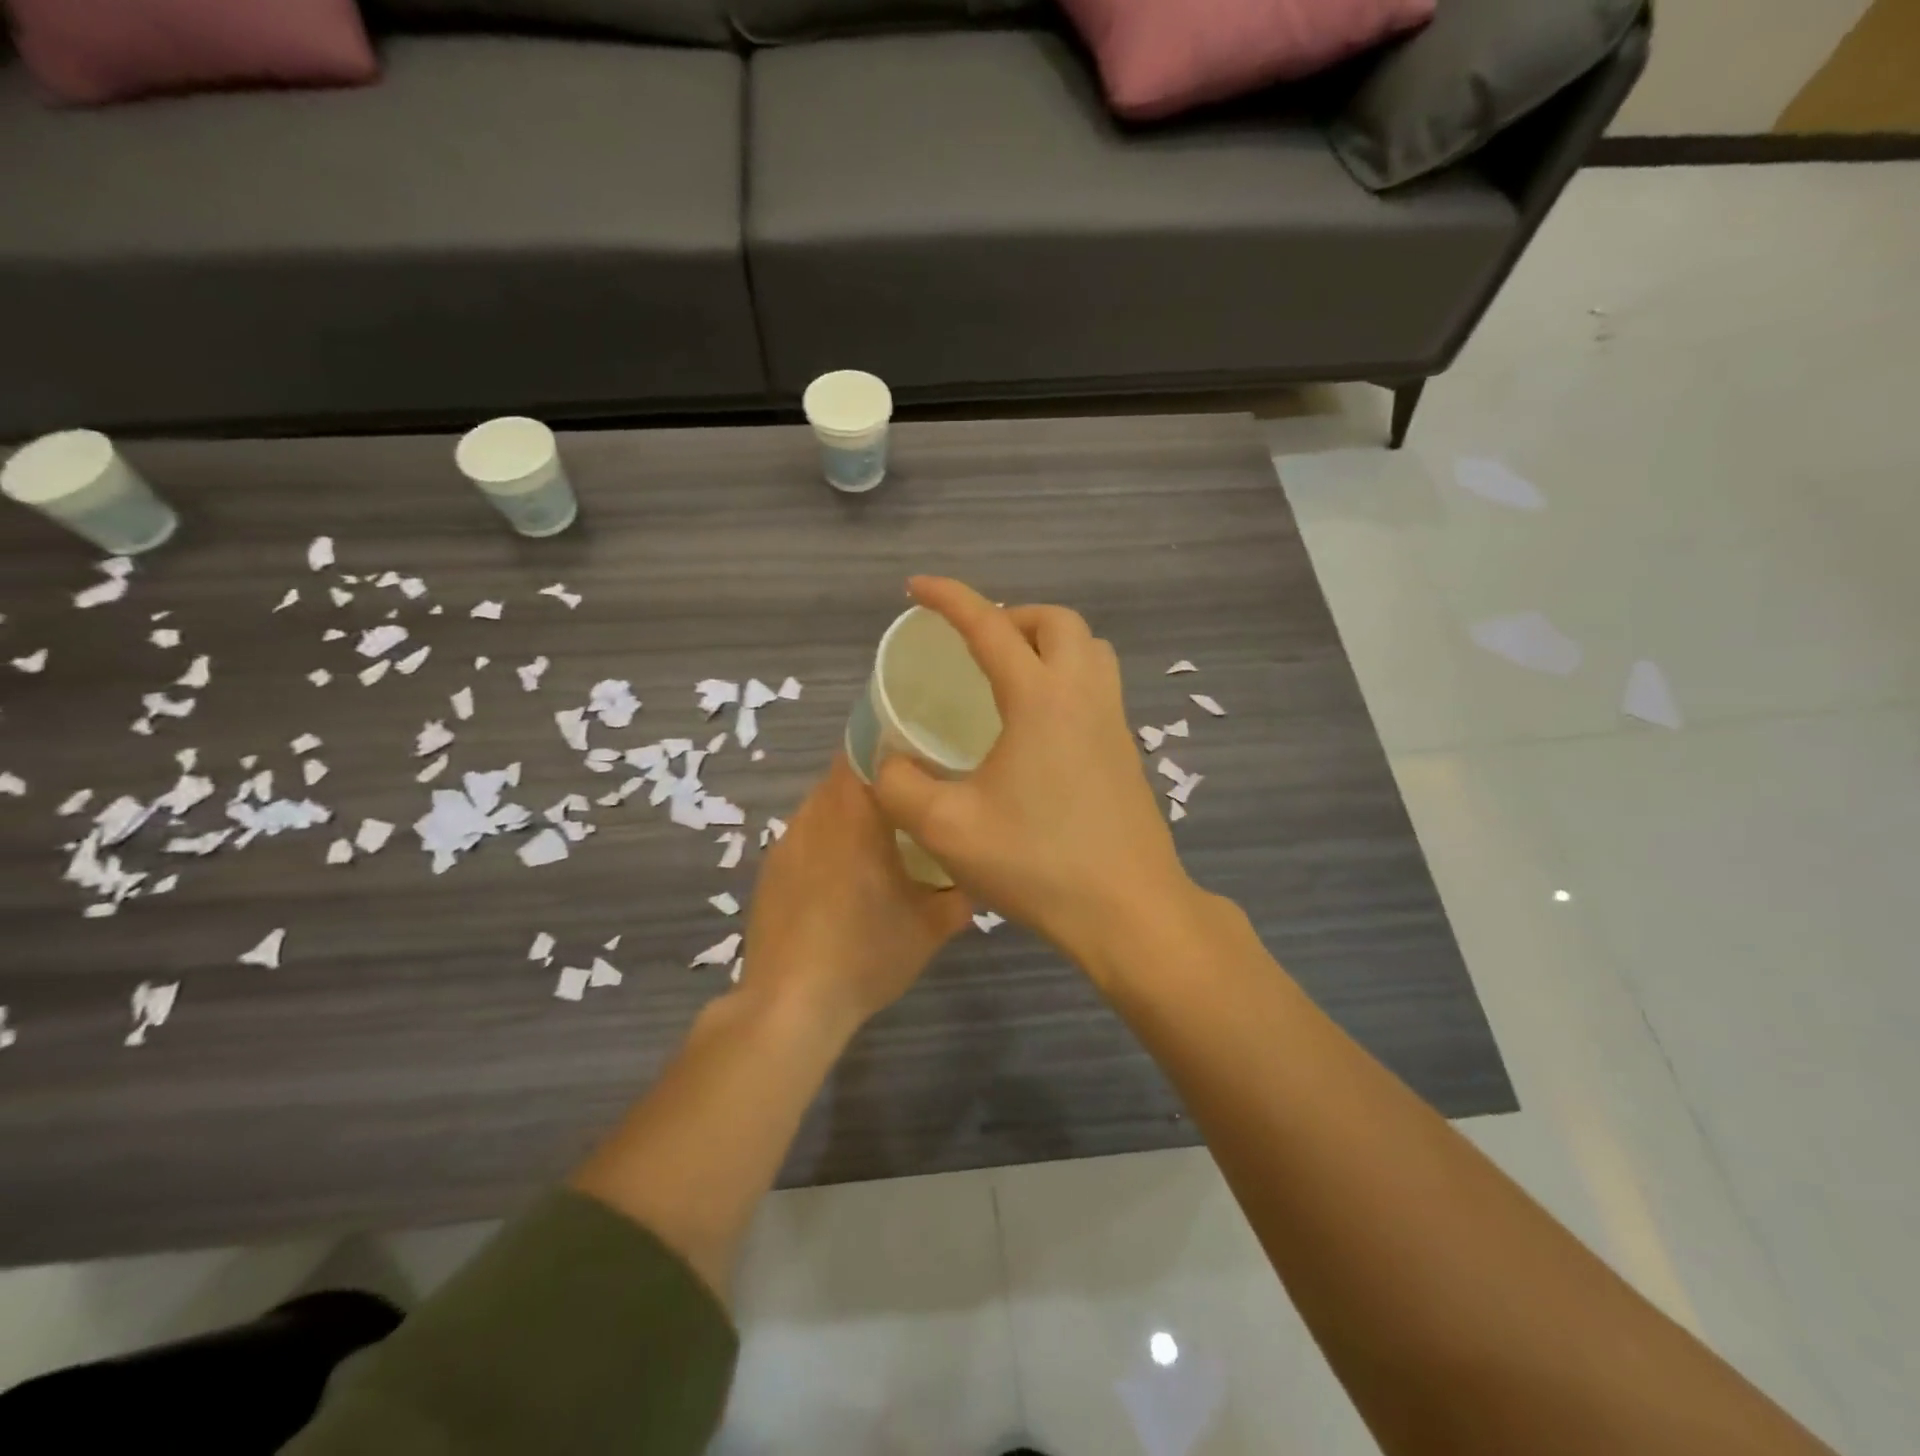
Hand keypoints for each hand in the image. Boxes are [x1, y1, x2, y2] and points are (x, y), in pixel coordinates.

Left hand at [740, 756, 972, 1036]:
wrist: (791, 1002)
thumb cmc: (866, 952)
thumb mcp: (930, 927)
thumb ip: (959, 895)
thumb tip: (975, 879)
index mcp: (855, 813)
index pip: (864, 749)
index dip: (891, 746)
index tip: (920, 758)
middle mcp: (815, 815)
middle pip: (843, 775)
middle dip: (875, 782)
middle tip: (911, 801)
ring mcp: (787, 842)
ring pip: (822, 805)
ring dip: (849, 812)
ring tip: (880, 839)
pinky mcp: (771, 870)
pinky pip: (804, 836)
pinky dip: (826, 841)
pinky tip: (843, 878)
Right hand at [872, 577, 1195, 964]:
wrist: (1129, 911)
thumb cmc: (1038, 864)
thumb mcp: (947, 829)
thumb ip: (901, 787)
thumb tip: (889, 761)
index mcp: (1040, 698)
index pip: (989, 626)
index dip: (949, 598)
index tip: (916, 588)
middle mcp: (1084, 694)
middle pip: (1057, 621)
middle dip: (1011, 616)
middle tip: (975, 646)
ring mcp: (1113, 722)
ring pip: (1088, 649)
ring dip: (1047, 643)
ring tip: (1009, 676)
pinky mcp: (1126, 751)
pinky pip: (1099, 685)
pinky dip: (1066, 676)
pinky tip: (1037, 727)